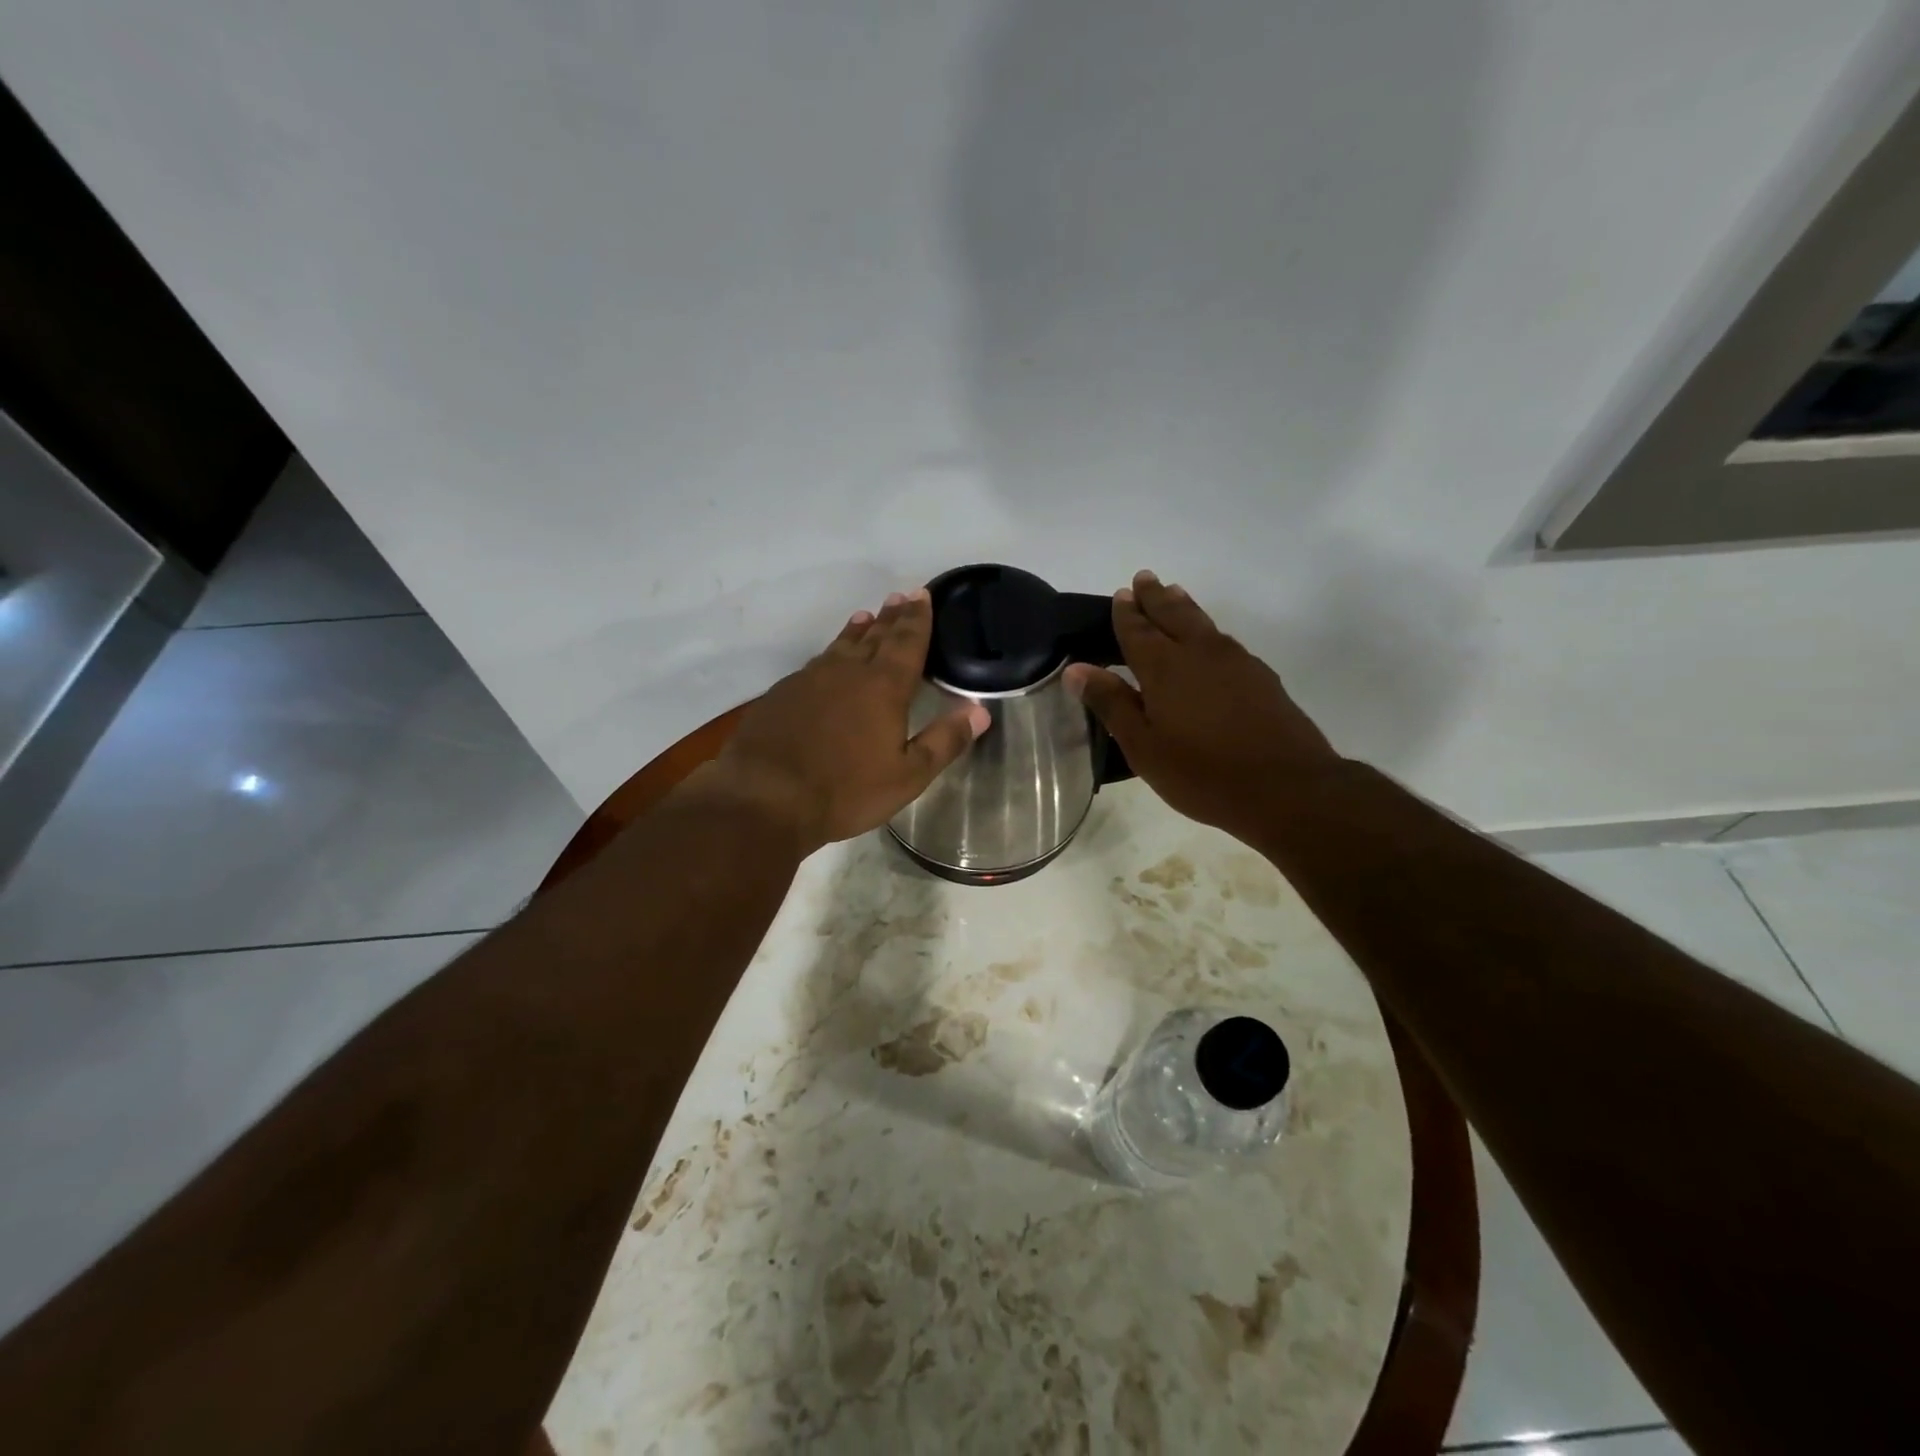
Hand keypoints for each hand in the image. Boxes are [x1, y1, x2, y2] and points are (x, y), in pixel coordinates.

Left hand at [697, 588, 989, 854]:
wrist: (764, 797)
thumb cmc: (845, 790)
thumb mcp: (907, 775)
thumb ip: (945, 741)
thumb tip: (981, 711)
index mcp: (884, 687)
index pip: (907, 642)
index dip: (918, 619)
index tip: (922, 595)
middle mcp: (848, 672)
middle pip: (876, 637)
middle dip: (892, 617)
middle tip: (901, 597)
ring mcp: (811, 679)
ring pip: (842, 645)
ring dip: (859, 630)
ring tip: (867, 617)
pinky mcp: (783, 693)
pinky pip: (816, 662)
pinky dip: (831, 652)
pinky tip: (828, 659)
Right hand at [1064, 571, 1341, 843]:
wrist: (1287, 788)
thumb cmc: (1202, 773)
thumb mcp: (1143, 746)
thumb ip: (1111, 704)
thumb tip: (1077, 669)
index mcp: (1164, 667)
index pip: (1138, 630)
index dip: (1126, 613)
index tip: (1121, 594)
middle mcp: (1200, 653)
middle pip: (1174, 614)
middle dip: (1156, 597)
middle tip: (1145, 578)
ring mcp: (1236, 662)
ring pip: (1204, 623)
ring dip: (1185, 606)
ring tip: (1175, 594)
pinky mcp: (1261, 677)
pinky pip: (1225, 641)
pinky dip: (1208, 631)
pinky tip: (1210, 642)